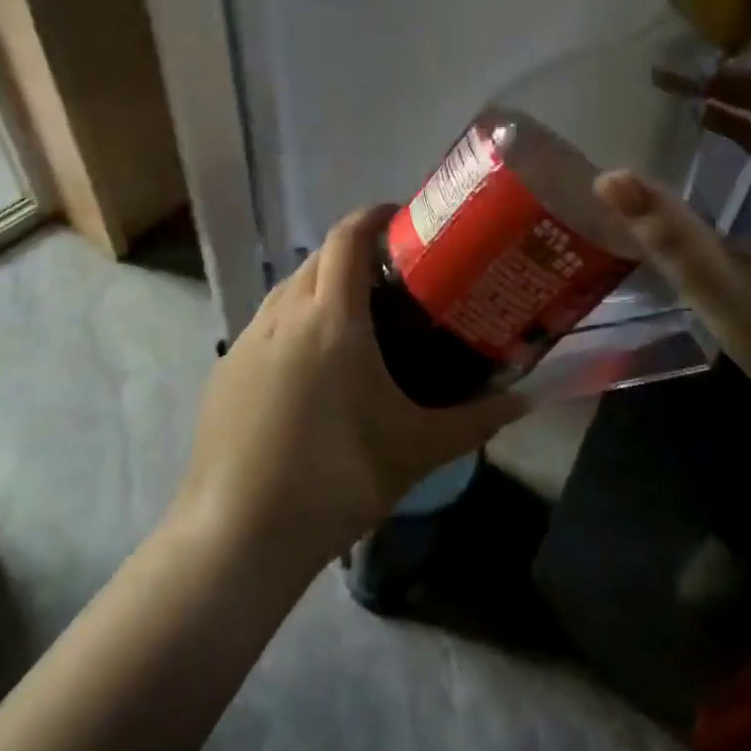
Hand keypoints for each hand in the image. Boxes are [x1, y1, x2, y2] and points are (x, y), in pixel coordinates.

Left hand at [177, 206, 525, 565]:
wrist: (238, 534)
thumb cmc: (336, 480)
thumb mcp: (415, 450)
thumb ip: (475, 421)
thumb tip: (525, 399)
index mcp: (330, 318)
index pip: (347, 239)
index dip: (372, 217)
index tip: (401, 219)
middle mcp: (283, 315)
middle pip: (317, 259)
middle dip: (352, 254)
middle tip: (392, 278)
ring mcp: (246, 341)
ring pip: (286, 290)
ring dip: (319, 287)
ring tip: (354, 320)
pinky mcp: (224, 370)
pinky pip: (265, 325)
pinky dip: (292, 322)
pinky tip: (309, 368)